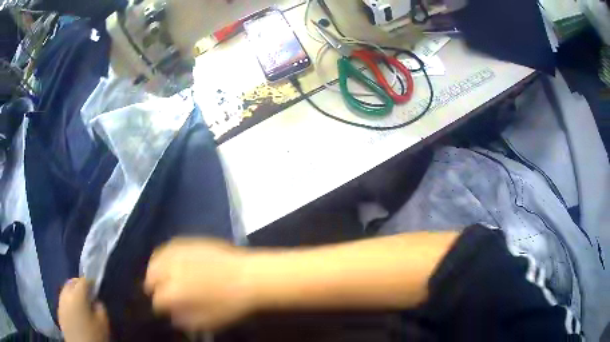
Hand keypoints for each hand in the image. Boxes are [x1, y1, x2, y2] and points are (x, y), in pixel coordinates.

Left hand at [58, 278, 109, 341]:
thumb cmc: (93, 335)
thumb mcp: (103, 324)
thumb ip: (101, 309)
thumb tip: (96, 302)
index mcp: (77, 295)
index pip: (83, 281)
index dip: (90, 282)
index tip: (96, 288)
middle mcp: (66, 294)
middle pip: (71, 282)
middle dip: (79, 284)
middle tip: (88, 293)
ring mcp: (60, 303)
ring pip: (65, 290)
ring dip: (72, 291)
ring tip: (80, 301)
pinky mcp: (59, 311)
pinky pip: (63, 300)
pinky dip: (69, 300)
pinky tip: (74, 310)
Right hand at [144, 239, 255, 331]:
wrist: (249, 277)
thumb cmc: (230, 304)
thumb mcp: (209, 322)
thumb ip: (186, 321)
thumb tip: (174, 318)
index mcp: (175, 292)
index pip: (158, 300)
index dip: (160, 306)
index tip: (164, 309)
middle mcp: (172, 270)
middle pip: (152, 276)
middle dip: (152, 285)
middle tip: (157, 291)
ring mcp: (180, 254)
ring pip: (157, 259)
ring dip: (154, 269)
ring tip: (158, 275)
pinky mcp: (189, 242)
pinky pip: (169, 246)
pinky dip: (164, 254)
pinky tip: (169, 260)